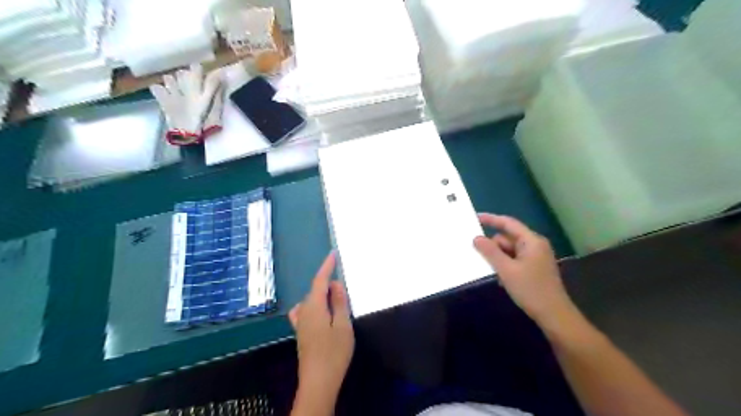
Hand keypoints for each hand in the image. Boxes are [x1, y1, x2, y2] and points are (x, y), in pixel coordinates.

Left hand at [287, 253, 353, 400]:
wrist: (318, 381)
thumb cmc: (334, 352)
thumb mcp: (343, 325)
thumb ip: (339, 303)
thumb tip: (335, 284)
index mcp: (314, 306)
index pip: (320, 280)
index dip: (326, 266)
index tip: (333, 254)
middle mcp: (304, 311)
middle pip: (316, 290)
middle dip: (329, 285)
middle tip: (345, 290)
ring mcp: (301, 322)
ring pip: (312, 300)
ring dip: (323, 296)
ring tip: (337, 301)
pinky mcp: (301, 332)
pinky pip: (306, 311)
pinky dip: (315, 305)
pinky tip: (321, 312)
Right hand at [474, 214, 577, 327]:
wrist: (554, 315)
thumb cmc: (531, 290)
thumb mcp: (506, 270)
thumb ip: (490, 252)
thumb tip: (476, 238)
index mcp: (531, 241)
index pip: (508, 223)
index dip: (491, 219)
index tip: (475, 218)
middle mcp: (534, 245)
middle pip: (507, 238)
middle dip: (493, 247)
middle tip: (479, 257)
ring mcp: (535, 257)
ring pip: (509, 251)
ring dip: (498, 259)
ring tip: (492, 272)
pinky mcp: (534, 268)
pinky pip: (514, 260)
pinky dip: (505, 266)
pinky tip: (501, 279)